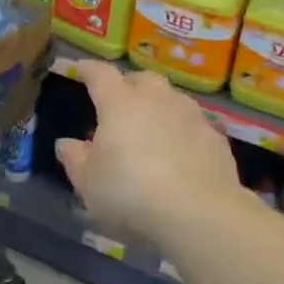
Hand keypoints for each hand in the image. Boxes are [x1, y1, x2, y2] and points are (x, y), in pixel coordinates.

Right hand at [55, 61, 243, 242]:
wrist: (200, 214)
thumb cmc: (130, 193)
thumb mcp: (88, 184)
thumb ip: (75, 159)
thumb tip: (66, 143)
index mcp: (119, 103)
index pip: (100, 74)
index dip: (89, 70)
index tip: (81, 69)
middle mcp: (157, 99)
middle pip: (142, 78)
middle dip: (129, 84)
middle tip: (120, 101)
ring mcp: (191, 115)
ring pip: (172, 98)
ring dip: (159, 106)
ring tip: (152, 127)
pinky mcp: (216, 138)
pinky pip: (194, 125)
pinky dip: (183, 131)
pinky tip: (181, 153)